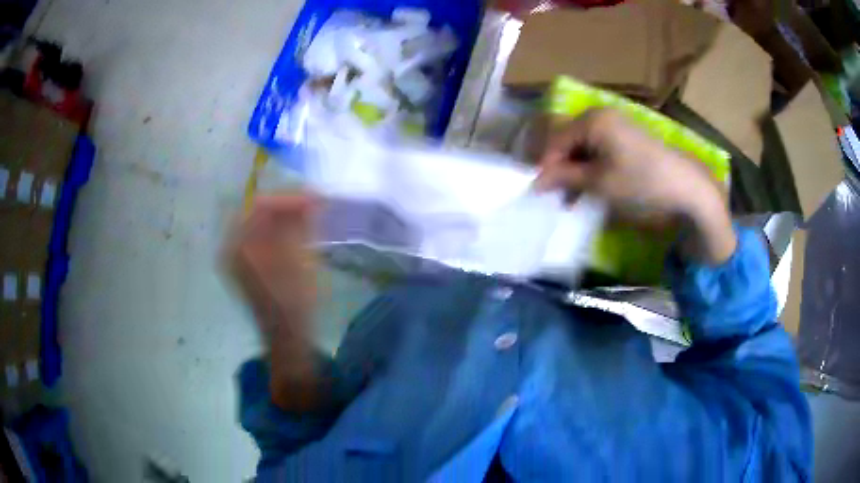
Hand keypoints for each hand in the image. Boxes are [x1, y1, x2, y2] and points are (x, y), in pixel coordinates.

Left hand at [226, 193, 327, 411]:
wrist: (287, 335)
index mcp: (238, 246)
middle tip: (313, 204)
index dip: (288, 198)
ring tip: (309, 215)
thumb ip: (299, 224)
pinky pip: (259, 234)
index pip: (259, 205)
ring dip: (283, 215)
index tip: (315, 198)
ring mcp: (237, 255)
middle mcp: (231, 246)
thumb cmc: (294, 301)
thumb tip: (309, 196)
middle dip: (286, 204)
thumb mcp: (298, 259)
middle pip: (256, 210)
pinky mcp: (245, 262)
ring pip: (259, 220)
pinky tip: (297, 230)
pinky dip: (279, 228)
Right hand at [535, 109, 736, 263]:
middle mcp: (602, 115)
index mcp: (592, 119)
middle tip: (558, 197)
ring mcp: (617, 124)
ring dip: (576, 171)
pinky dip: (592, 168)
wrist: (687, 188)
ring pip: (584, 146)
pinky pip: (600, 149)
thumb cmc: (641, 182)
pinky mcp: (628, 137)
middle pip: (569, 141)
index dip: (546, 167)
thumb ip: (565, 178)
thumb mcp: (600, 183)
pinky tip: (593, 187)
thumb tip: (536, 182)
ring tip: (574, 198)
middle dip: (561, 169)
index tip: (539, 193)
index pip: (556, 140)